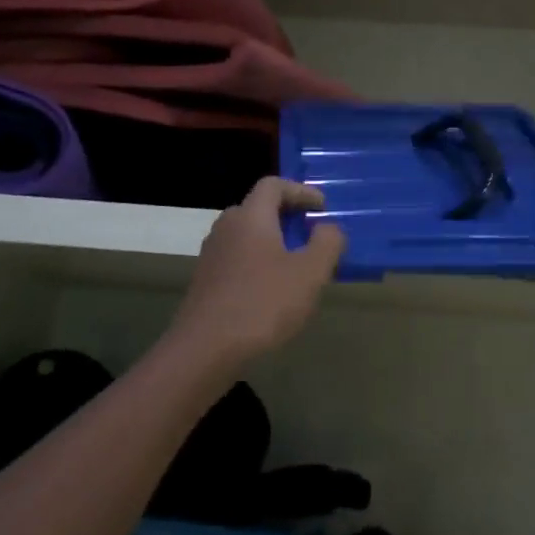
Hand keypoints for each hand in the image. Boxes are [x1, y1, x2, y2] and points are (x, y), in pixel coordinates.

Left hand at [168, 177, 345, 368]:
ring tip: (296, 267)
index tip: (322, 208)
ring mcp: (211, 255)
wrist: (205, 349)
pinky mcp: (205, 281)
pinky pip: (237, 259)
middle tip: (311, 236)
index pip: (273, 185)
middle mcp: (226, 227)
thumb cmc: (263, 304)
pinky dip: (258, 263)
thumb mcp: (310, 273)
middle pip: (258, 209)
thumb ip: (327, 243)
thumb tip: (328, 228)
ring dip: (273, 243)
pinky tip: (272, 291)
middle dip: (287, 218)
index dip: (301, 190)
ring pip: (247, 236)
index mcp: (250, 217)